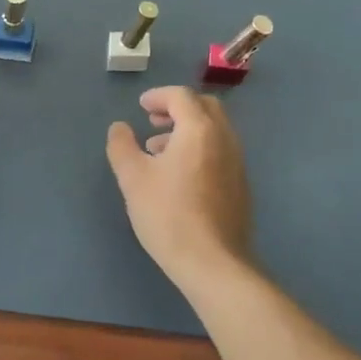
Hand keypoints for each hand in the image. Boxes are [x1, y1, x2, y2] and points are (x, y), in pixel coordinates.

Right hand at [105, 86, 252, 282]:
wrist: (213, 263)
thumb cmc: (169, 215)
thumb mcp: (133, 178)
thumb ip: (122, 146)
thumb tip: (119, 127)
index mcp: (199, 129)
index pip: (181, 97)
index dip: (158, 96)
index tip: (141, 107)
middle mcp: (224, 138)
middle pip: (204, 107)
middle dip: (177, 108)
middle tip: (153, 121)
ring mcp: (237, 162)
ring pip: (214, 131)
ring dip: (187, 130)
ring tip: (159, 151)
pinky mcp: (240, 185)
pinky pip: (220, 151)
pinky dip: (199, 148)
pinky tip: (179, 176)